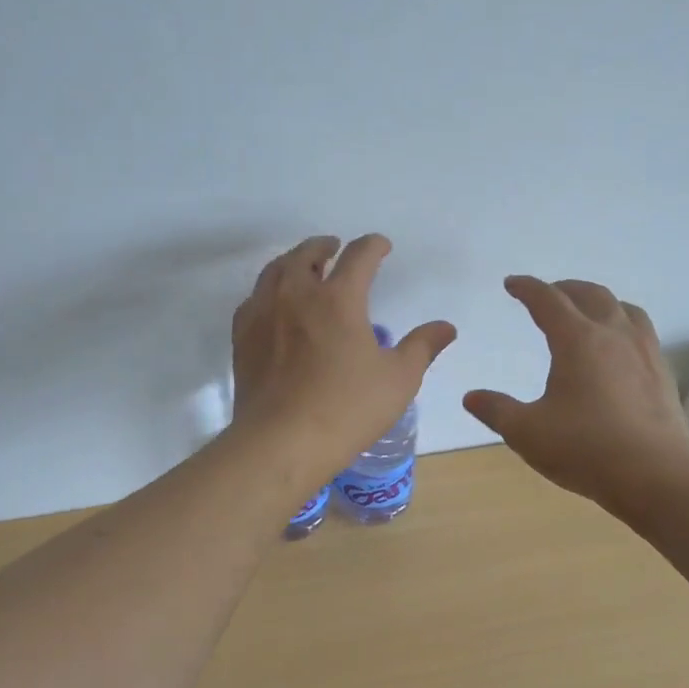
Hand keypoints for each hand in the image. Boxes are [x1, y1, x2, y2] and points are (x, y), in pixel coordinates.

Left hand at [230, 235, 455, 486]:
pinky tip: (273, 304)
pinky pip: (254, 298)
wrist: (281, 442)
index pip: (359, 256)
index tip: (381, 246)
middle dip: (325, 246)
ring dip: (293, 261)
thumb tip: (445, 328)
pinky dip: (268, 290)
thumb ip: (422, 347)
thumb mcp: (398, 380)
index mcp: (338, 298)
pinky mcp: (242, 337)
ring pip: (275, 271)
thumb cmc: (347, 409)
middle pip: (307, 254)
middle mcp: (296, 294)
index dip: (373, 246)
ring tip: (303, 268)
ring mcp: (263, 313)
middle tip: (334, 249)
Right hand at [463, 276, 688, 510]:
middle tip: (547, 294)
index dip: (527, 288)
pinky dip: (622, 324)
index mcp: (577, 340)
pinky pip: (641, 331)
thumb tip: (471, 397)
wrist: (656, 476)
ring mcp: (644, 352)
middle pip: (590, 294)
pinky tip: (618, 348)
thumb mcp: (527, 432)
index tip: (512, 284)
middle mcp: (613, 335)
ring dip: (599, 301)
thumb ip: (496, 410)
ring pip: (623, 308)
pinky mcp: (662, 373)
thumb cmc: (585, 448)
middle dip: (564, 288)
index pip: (548, 299)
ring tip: (586, 311)